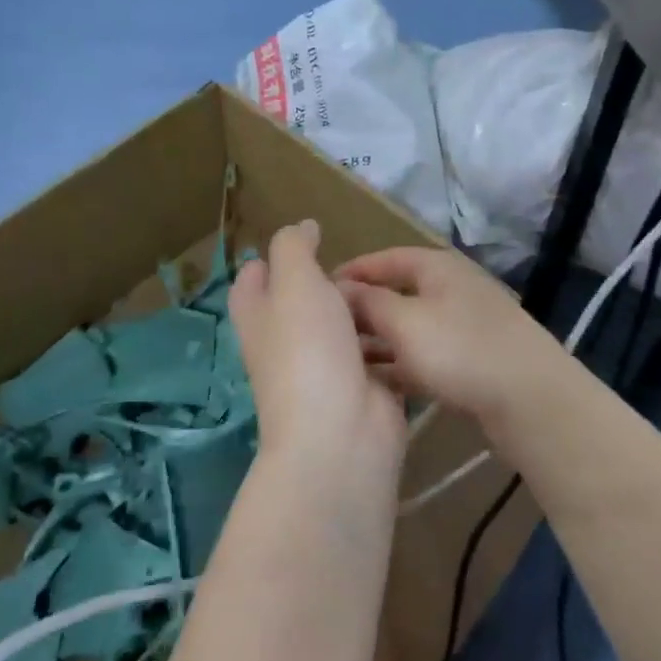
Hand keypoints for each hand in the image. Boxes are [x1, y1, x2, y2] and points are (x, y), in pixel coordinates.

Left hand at [230, 221, 406, 492]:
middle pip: (299, 306)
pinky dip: (387, 339)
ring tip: (389, 284)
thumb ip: (294, 249)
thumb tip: (301, 227)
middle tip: (354, 261)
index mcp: (260, 318)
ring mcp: (325, 369)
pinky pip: (374, 355)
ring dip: (361, 311)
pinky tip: (408, 319)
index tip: (299, 242)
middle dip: (324, 284)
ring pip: (340, 330)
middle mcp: (287, 344)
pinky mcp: (362, 388)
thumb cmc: (309, 349)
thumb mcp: (295, 283)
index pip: (251, 284)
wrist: (341, 433)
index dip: (267, 262)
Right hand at [336, 246, 570, 433]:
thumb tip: (338, 288)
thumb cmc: (461, 350)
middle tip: (324, 332)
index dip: (350, 272)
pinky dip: (400, 365)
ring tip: (341, 361)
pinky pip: (425, 356)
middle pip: (396, 294)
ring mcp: (463, 326)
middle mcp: (451, 289)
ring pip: (409, 329)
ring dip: (378, 342)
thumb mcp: (405, 322)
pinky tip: (374, 385)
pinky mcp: (471, 361)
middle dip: (361, 312)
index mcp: (436, 267)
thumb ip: (368, 302)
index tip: (316, 290)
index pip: (383, 259)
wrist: (531, 400)